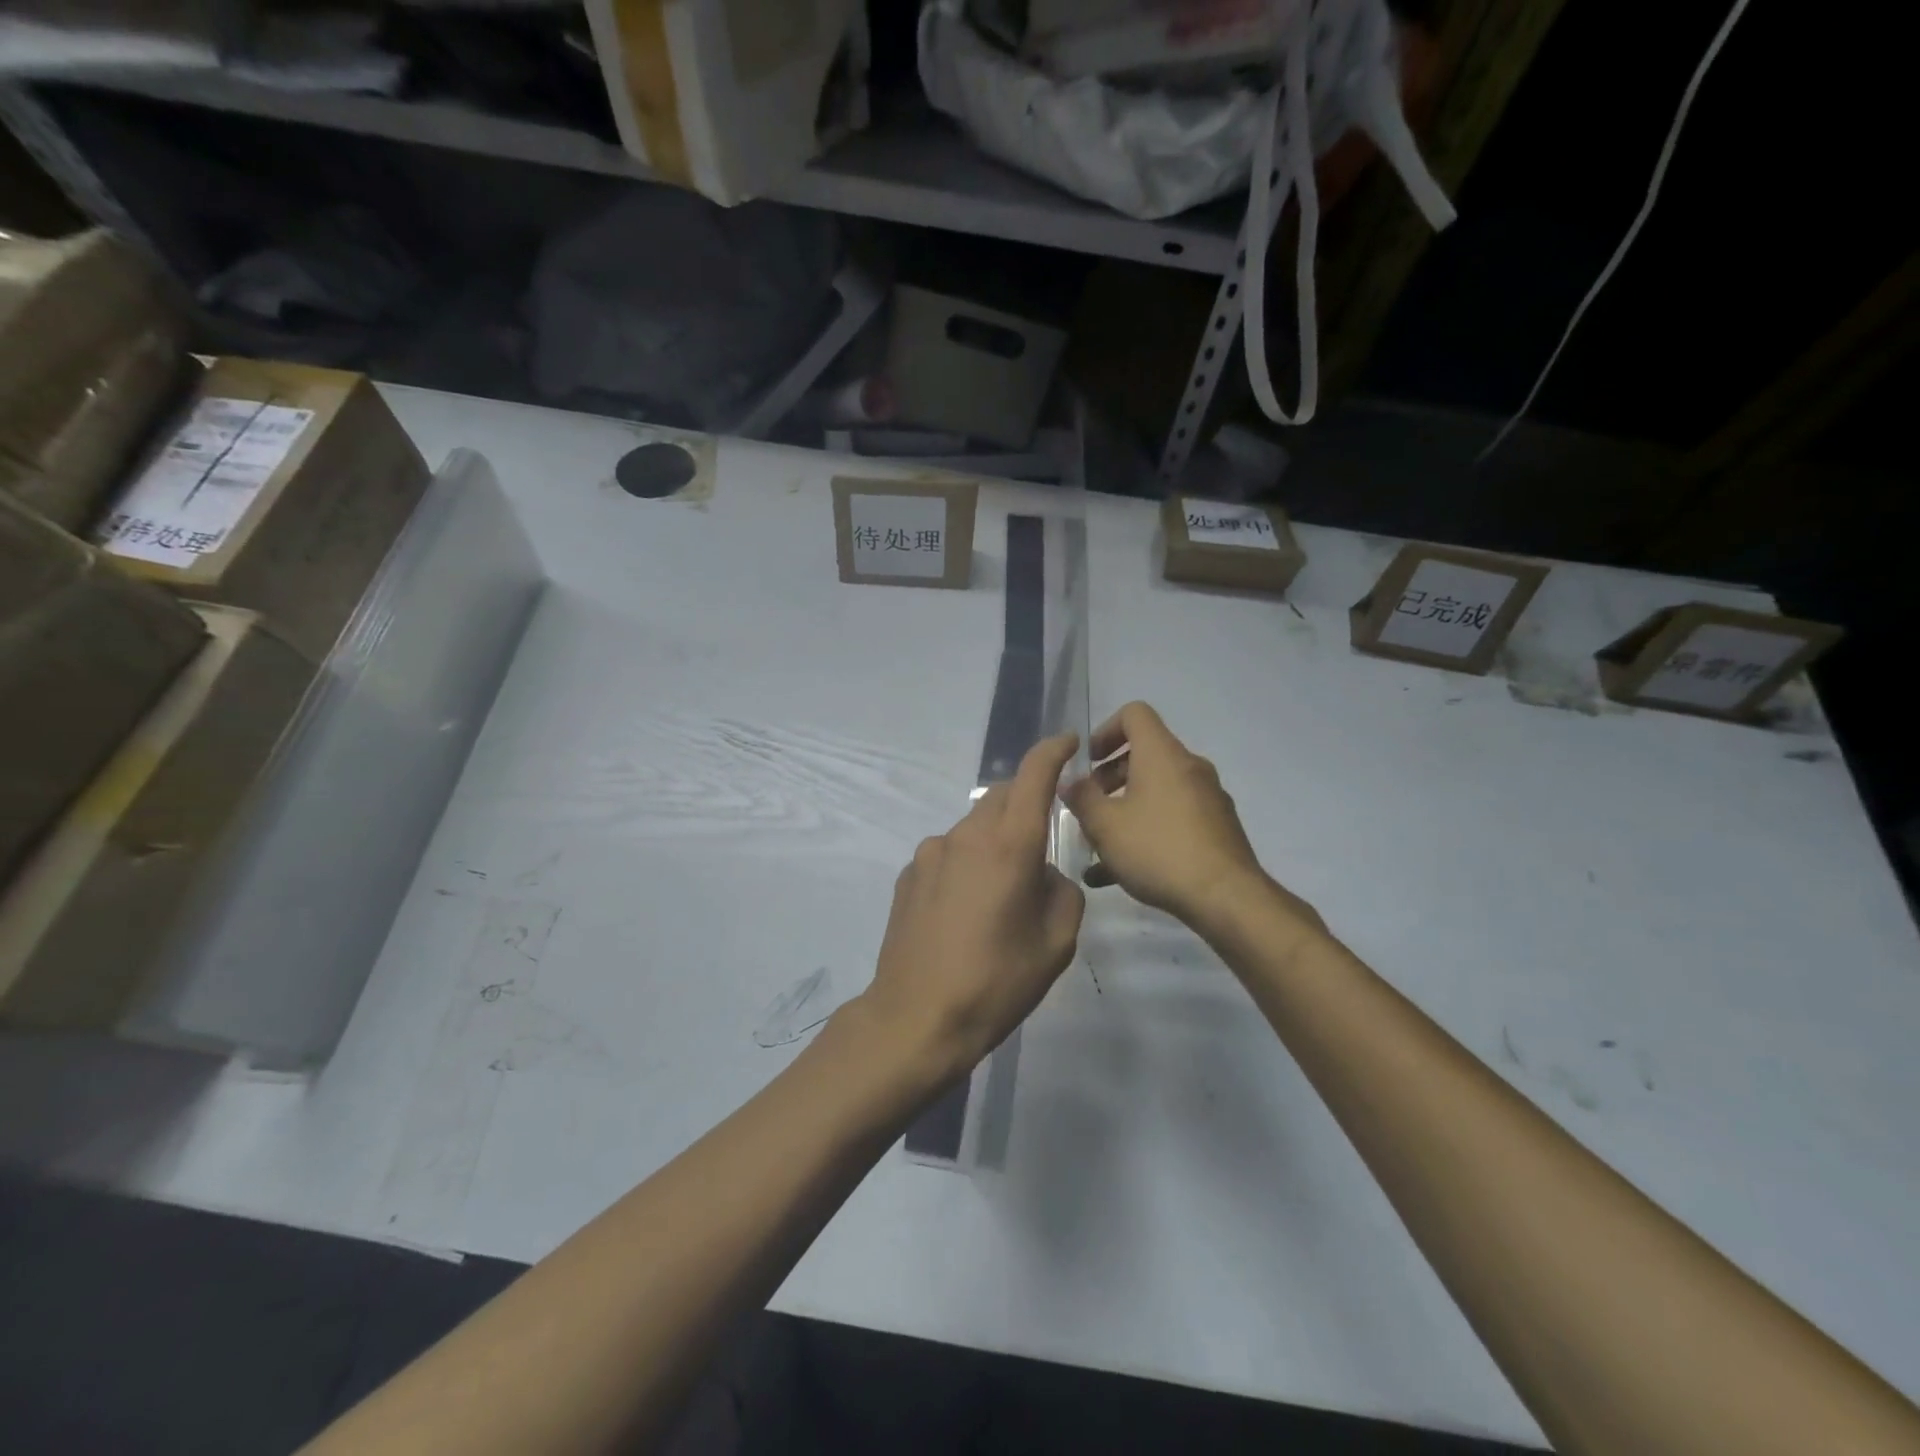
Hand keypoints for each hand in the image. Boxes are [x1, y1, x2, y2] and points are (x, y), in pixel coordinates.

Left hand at [859, 734, 1085, 1079]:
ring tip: (1000, 893)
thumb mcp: (1056, 944)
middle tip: (1040, 841)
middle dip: (1026, 803)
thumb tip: (1044, 873)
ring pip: (973, 826)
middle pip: (1001, 797)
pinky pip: (948, 853)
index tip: (1068, 742)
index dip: (1053, 751)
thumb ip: (1062, 892)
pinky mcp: (908, 874)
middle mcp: (966, 836)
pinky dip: (965, 864)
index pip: (1033, 775)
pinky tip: (964, 909)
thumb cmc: (996, 982)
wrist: (917, 1017)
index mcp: (1009, 846)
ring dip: (993, 841)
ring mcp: (931, 853)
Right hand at [1061, 702, 1314, 934]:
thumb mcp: (1105, 825)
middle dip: (1109, 778)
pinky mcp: (1216, 827)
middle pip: (1144, 754)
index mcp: (1162, 754)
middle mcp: (1189, 767)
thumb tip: (1070, 783)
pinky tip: (1120, 872)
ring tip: (1099, 845)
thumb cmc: (1158, 849)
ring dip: (1124, 809)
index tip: (1088, 763)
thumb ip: (1081, 798)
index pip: (1134, 714)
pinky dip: (1146, 831)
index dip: (1105, 731)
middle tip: (1089, 808)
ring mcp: (1207, 797)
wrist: (1225, 897)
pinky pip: (1172, 817)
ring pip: (1156, 790)